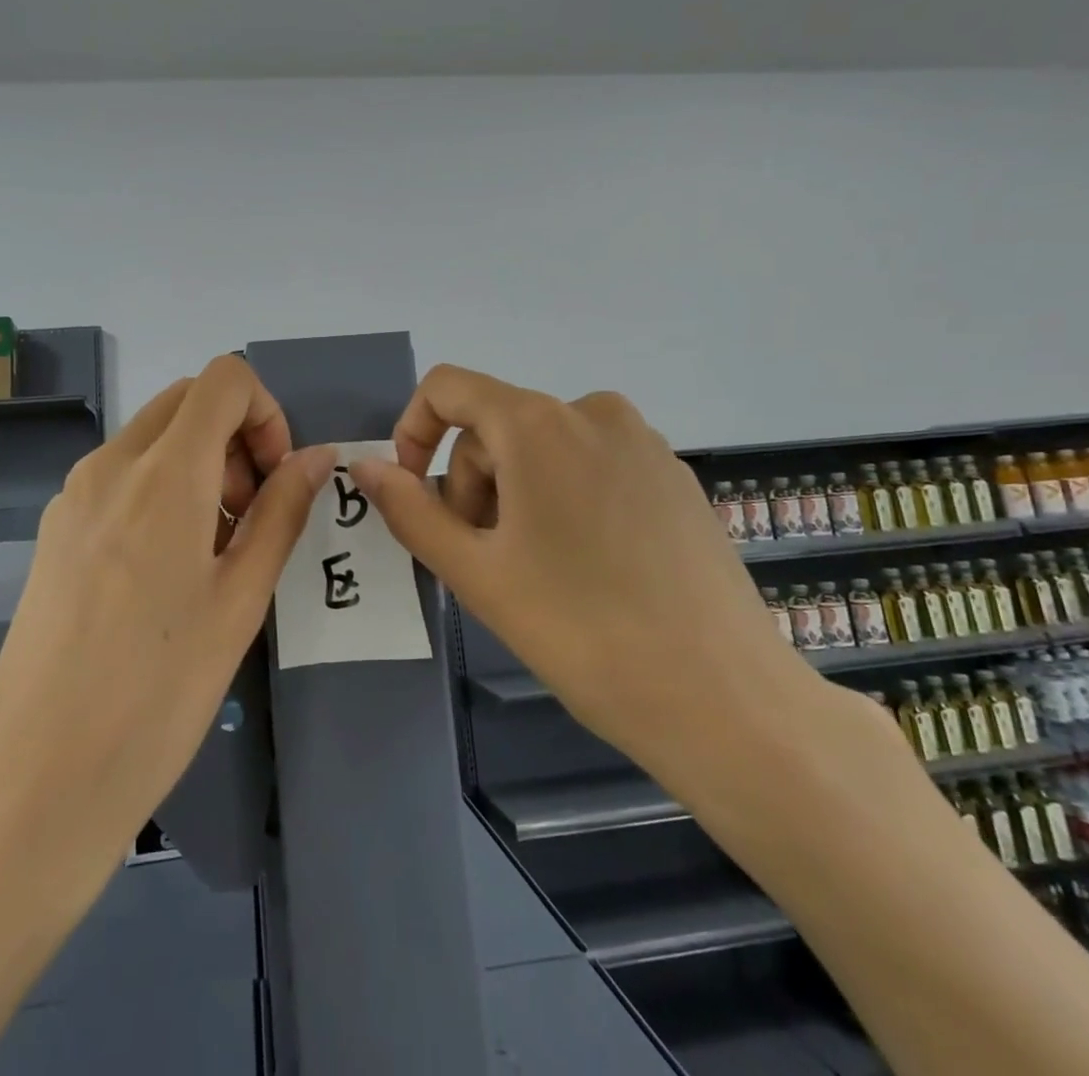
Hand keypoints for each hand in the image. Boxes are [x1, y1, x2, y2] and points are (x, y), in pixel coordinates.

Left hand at [0, 356, 334, 871]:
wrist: (42, 774)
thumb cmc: (161, 690)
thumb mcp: (241, 598)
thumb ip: (283, 511)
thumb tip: (318, 456)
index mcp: (164, 473)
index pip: (224, 379)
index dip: (266, 412)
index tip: (274, 479)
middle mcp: (111, 465)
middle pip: (188, 400)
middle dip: (235, 436)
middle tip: (251, 514)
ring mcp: (74, 495)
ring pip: (153, 435)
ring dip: (199, 463)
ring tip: (213, 551)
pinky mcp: (55, 528)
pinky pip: (120, 474)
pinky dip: (161, 487)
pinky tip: (165, 569)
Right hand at [350, 365, 840, 784]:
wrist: (724, 701)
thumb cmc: (580, 631)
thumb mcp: (475, 572)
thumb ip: (410, 510)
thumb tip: (364, 467)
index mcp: (538, 423)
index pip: (447, 388)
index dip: (414, 432)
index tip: (416, 496)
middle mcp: (593, 411)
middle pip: (495, 426)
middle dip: (471, 484)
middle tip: (484, 560)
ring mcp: (643, 442)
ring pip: (543, 447)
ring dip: (515, 494)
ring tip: (534, 570)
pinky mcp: (674, 476)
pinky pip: (591, 464)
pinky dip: (563, 498)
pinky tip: (588, 567)